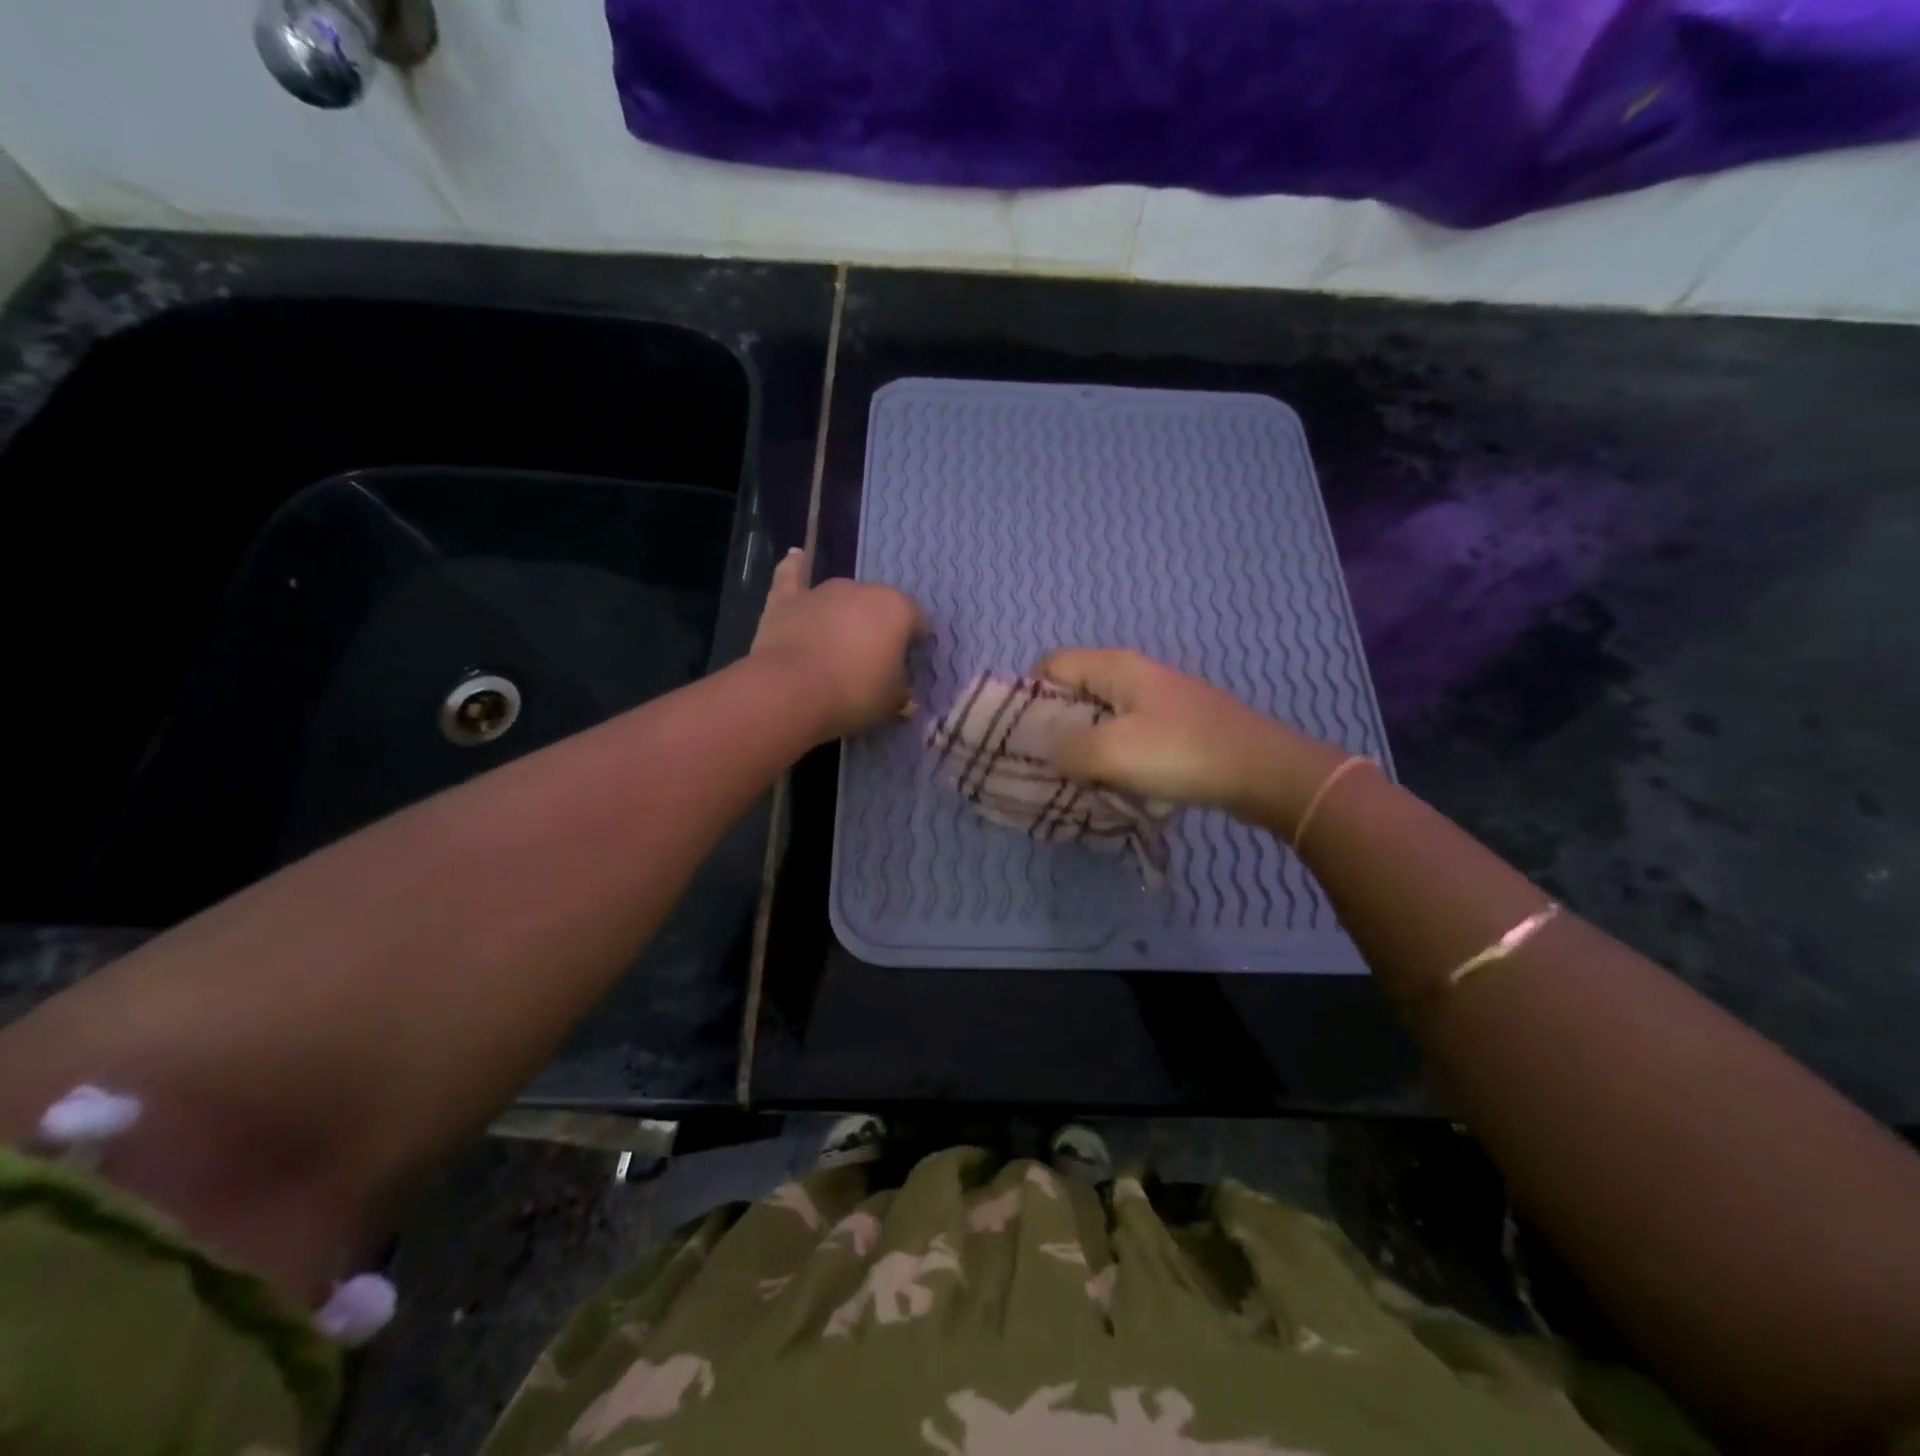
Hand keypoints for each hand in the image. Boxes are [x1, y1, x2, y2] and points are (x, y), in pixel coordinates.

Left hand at [751, 549, 923, 741]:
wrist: (792, 691)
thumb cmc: (855, 694)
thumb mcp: (893, 699)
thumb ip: (900, 685)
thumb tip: (899, 684)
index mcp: (897, 609)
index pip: (918, 621)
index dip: (917, 642)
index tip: (911, 662)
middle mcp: (863, 589)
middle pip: (879, 607)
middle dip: (879, 627)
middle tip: (873, 658)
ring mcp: (823, 591)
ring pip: (842, 598)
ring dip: (845, 614)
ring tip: (839, 642)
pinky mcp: (787, 599)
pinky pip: (792, 576)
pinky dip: (795, 568)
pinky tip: (796, 557)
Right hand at [1035, 648, 1347, 831]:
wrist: (1265, 773)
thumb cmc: (1183, 753)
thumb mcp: (1112, 752)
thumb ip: (1066, 749)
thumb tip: (1050, 752)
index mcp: (1115, 668)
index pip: (1052, 664)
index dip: (1027, 695)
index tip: (1018, 736)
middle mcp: (1134, 676)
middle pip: (1074, 691)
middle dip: (1052, 726)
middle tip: (1041, 764)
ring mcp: (1157, 701)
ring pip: (1100, 717)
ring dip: (1082, 747)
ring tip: (1072, 780)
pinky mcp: (1173, 728)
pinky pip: (1126, 736)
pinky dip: (1110, 757)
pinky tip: (1111, 784)